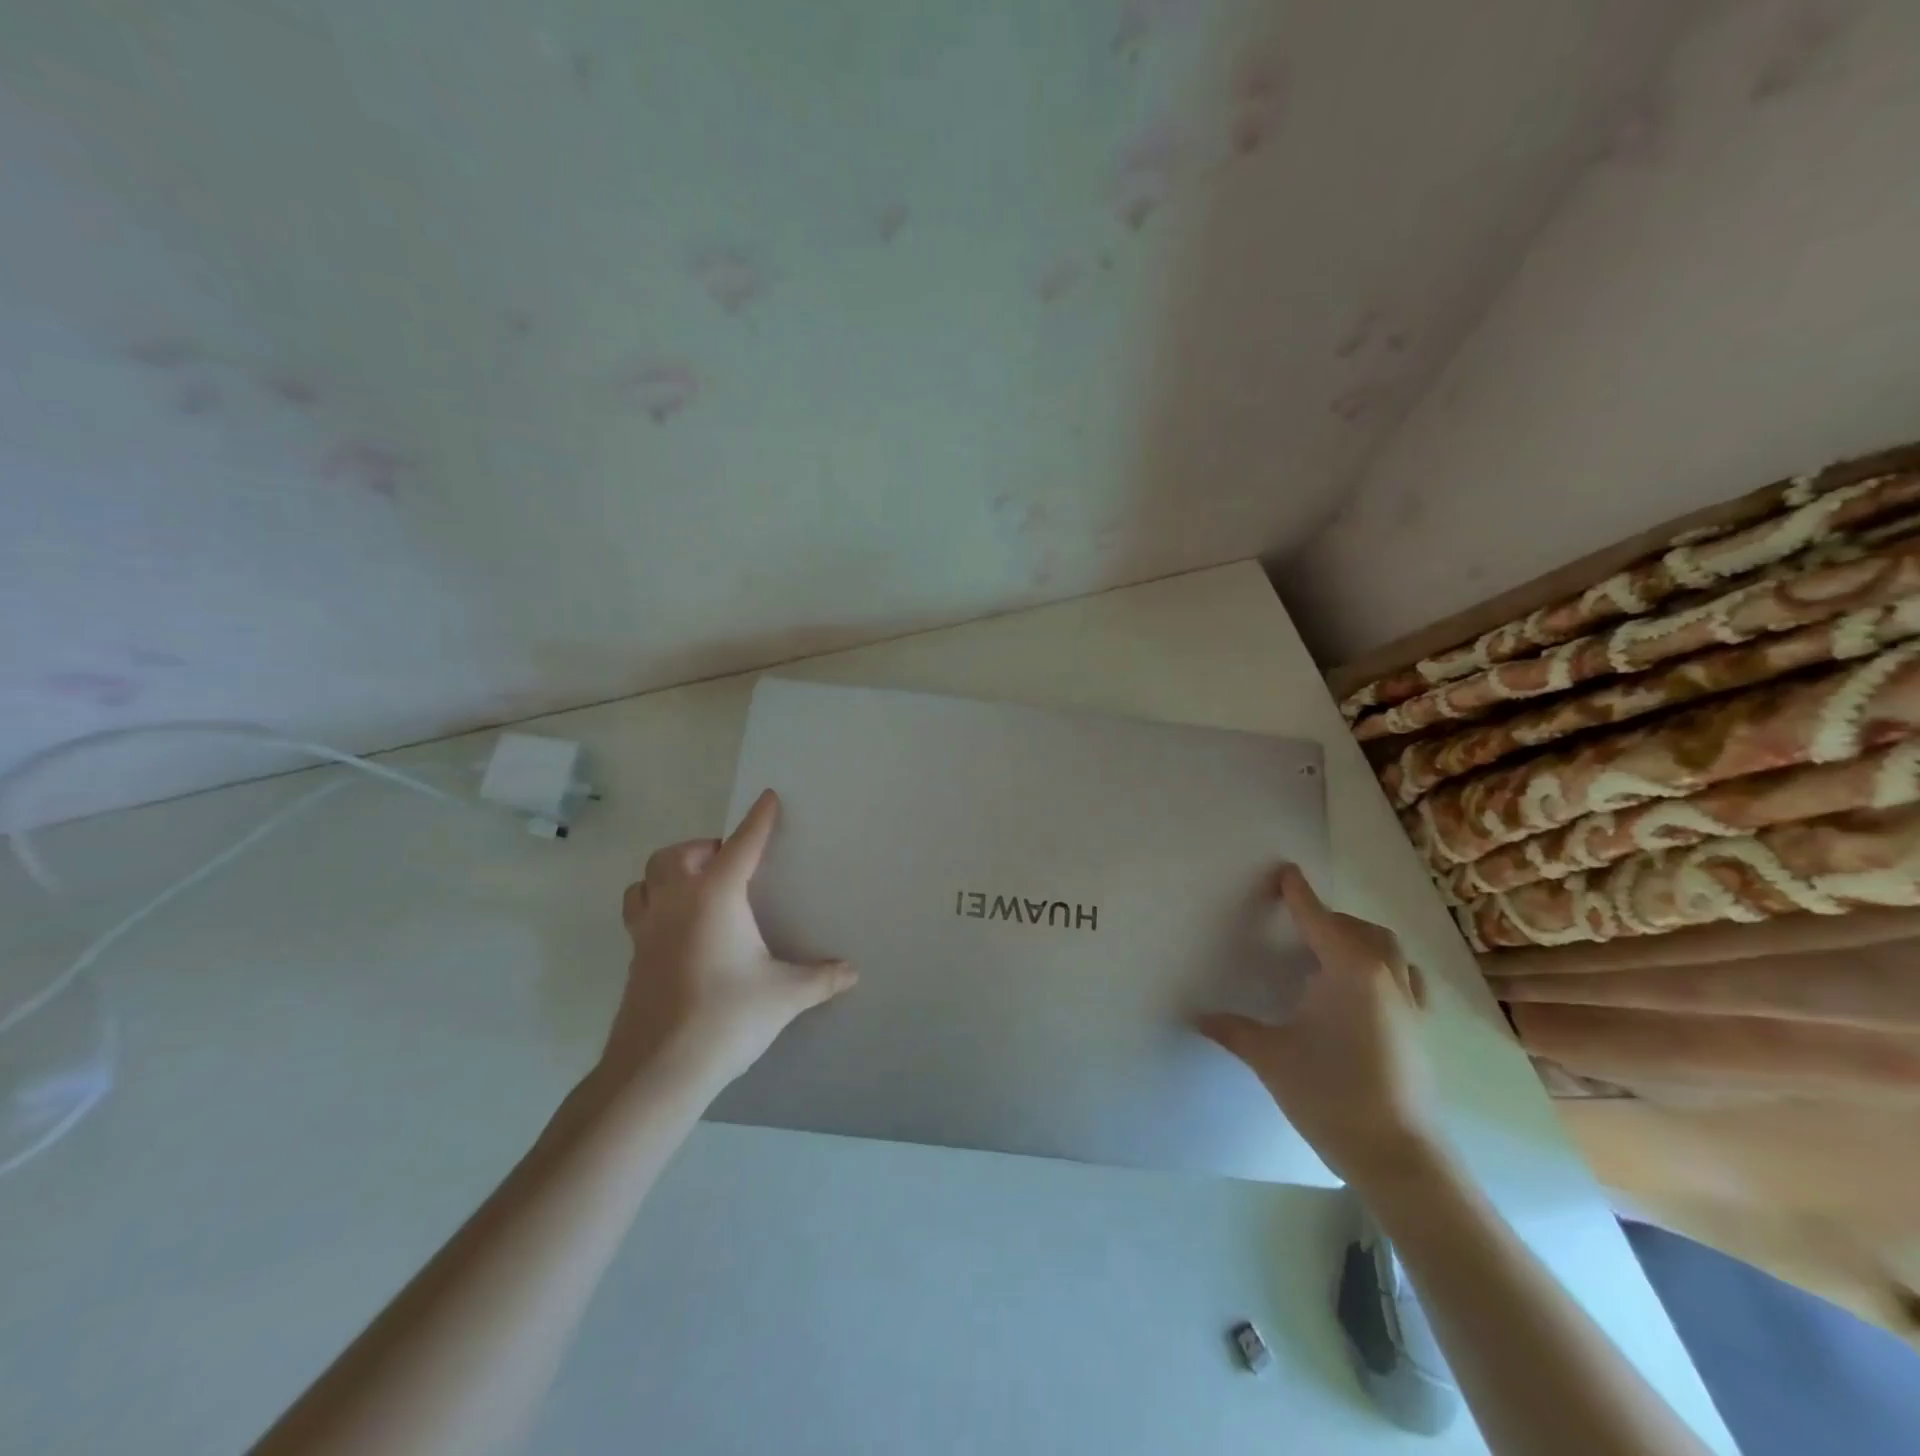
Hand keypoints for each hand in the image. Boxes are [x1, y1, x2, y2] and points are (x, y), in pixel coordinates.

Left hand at [602, 789, 856, 1091]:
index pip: (742, 845)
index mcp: (715, 897)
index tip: (768, 798)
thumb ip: (820, 978)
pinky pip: (639, 912)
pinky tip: (678, 930)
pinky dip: (656, 904)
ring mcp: (647, 930)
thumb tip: (852, 972)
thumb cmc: (727, 1016)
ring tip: (695, 887)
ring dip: (668, 872)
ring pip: (646, 879)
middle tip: (728, 862)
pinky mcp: (633, 958)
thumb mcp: (785, 995)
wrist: (658, 1069)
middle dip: (702, 848)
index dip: (758, 820)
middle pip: (676, 855)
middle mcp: (676, 903)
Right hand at [1199, 864, 1441, 1189]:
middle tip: (1299, 925)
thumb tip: (1197, 1016)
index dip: (1298, 894)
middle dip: (1330, 919)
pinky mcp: (1422, 1031)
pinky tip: (1364, 995)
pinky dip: (1384, 971)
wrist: (1399, 1157)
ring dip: (1362, 941)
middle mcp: (1385, 977)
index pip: (1318, 918)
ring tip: (1332, 955)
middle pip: (1361, 930)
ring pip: (1390, 952)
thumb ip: (1234, 1030)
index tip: (1285, 872)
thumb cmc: (1331, 1094)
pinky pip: (1405, 981)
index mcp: (1348, 970)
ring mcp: (1410, 1005)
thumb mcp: (1271, 1057)